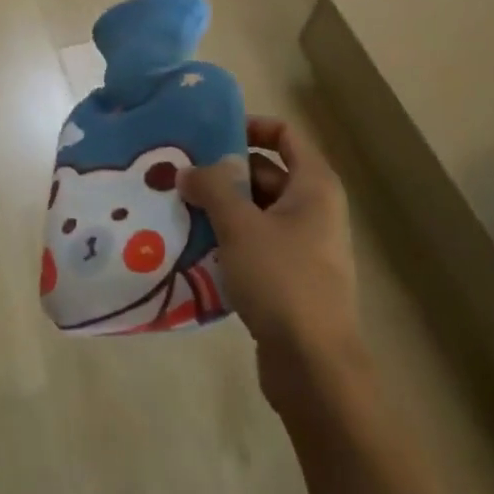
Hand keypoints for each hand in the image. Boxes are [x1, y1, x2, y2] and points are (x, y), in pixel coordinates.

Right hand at [180, 117, 362, 407]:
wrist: (315, 367)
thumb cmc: (283, 280)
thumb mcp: (240, 225)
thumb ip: (212, 189)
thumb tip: (187, 169)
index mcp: (314, 186)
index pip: (284, 134)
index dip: (250, 125)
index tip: (210, 133)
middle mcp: (314, 209)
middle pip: (265, 172)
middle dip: (224, 172)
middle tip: (181, 174)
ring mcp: (304, 246)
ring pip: (257, 211)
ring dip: (221, 208)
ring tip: (178, 207)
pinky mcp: (290, 278)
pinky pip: (256, 243)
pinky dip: (229, 239)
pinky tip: (194, 246)